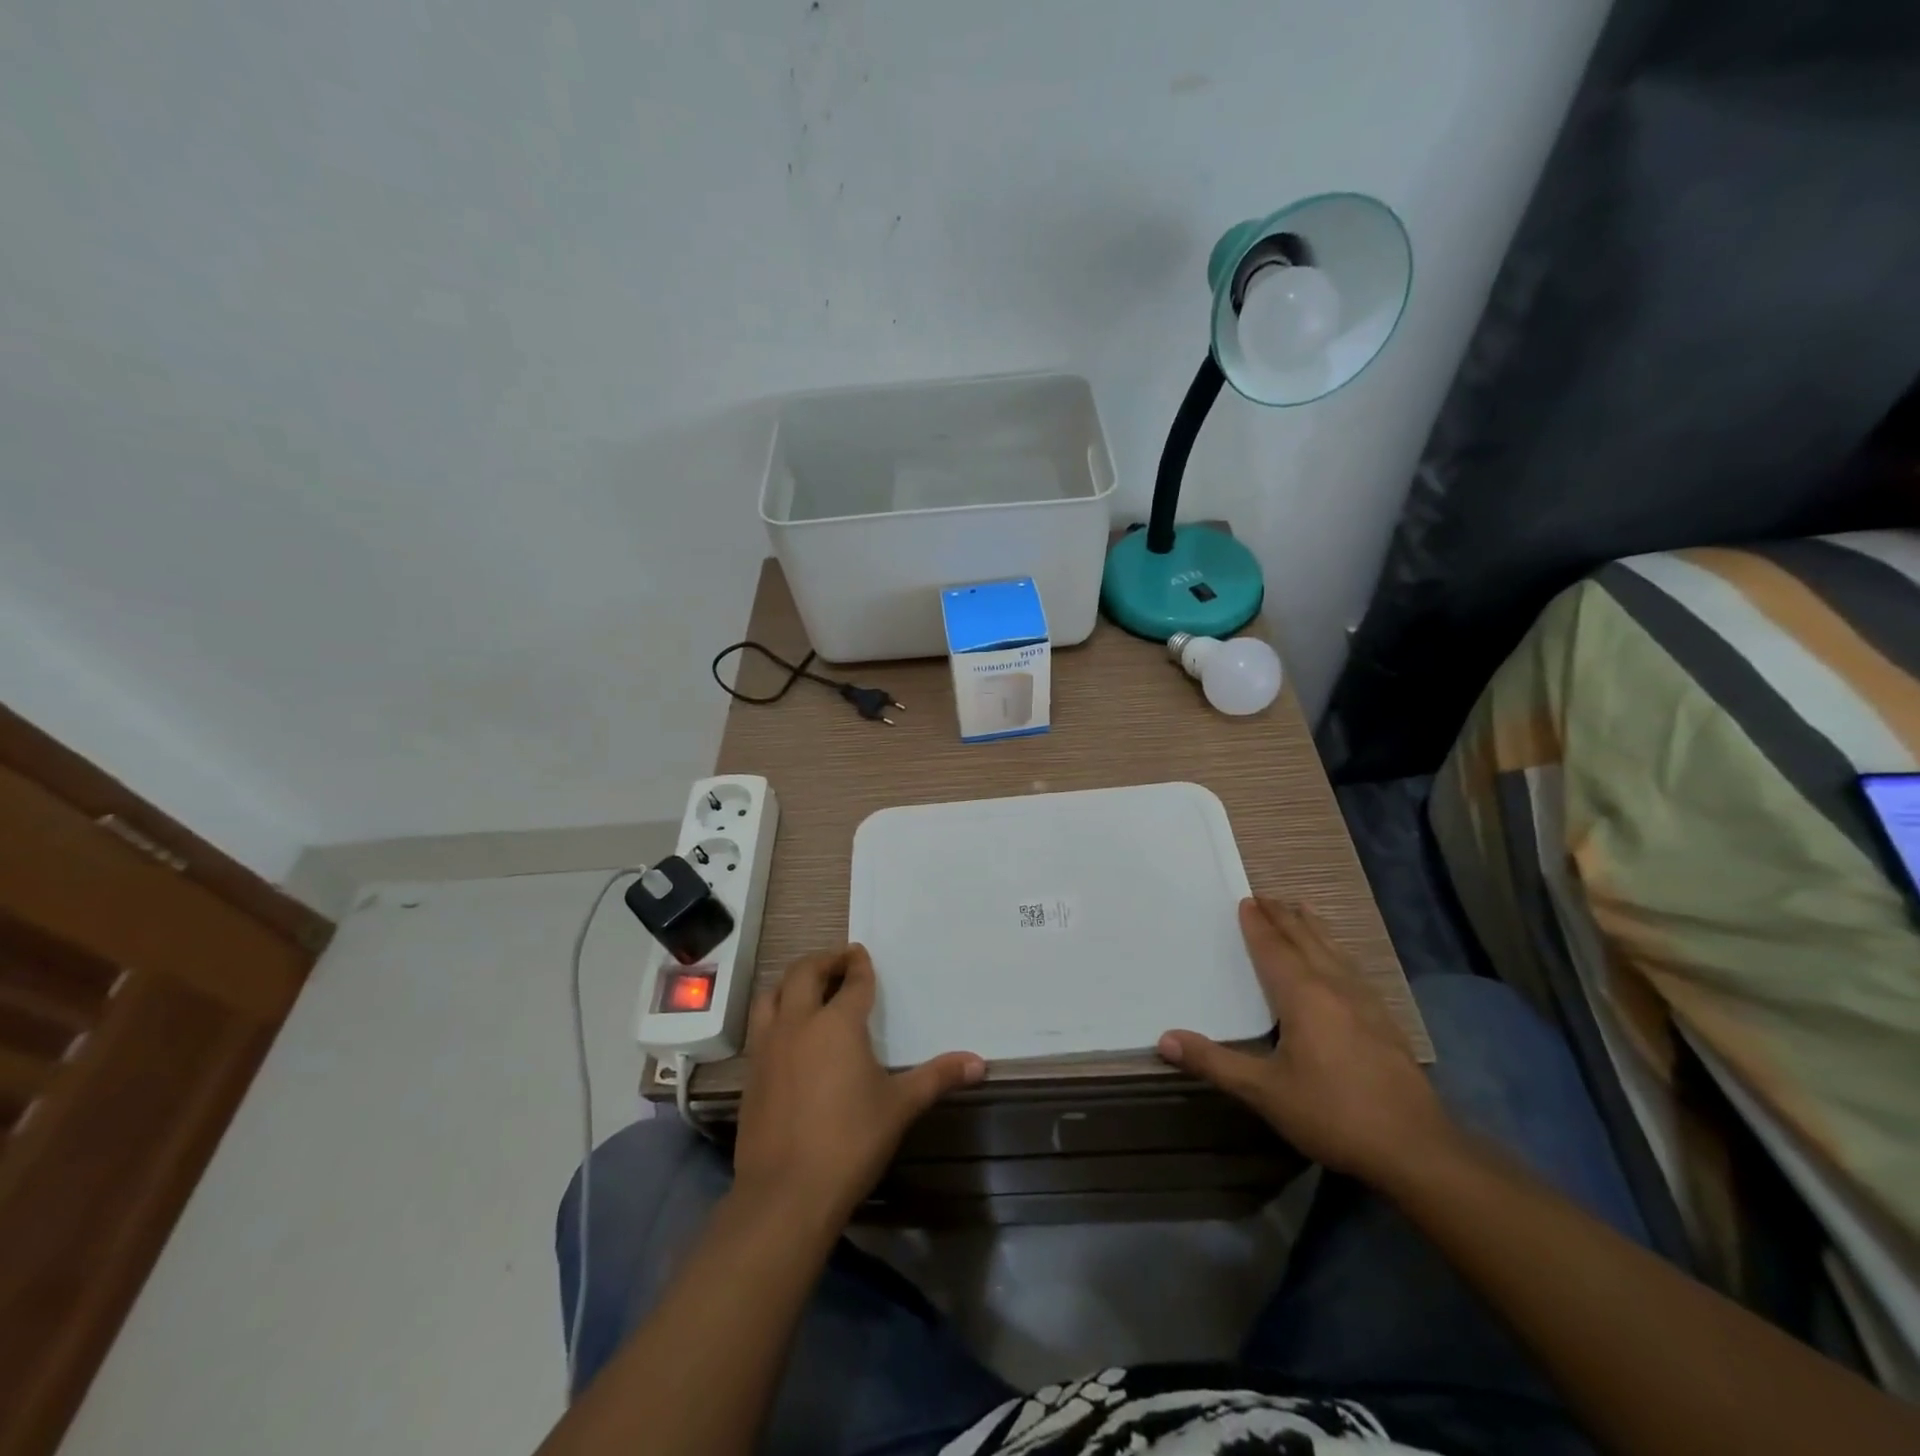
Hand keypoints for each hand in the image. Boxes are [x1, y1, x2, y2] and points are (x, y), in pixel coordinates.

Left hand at [732, 945, 984, 1226]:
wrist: (786, 1194)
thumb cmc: (850, 1142)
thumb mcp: (900, 1107)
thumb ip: (937, 1077)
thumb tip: (979, 1062)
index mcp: (837, 1024)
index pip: (852, 982)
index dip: (860, 966)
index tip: (862, 955)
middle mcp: (799, 1023)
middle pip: (805, 974)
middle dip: (824, 961)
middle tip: (840, 960)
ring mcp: (769, 1047)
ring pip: (773, 994)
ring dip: (792, 982)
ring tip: (809, 987)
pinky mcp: (751, 1073)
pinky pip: (761, 1025)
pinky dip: (775, 1012)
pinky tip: (790, 1032)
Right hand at [1158, 898, 1455, 1189]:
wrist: (1415, 1149)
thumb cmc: (1332, 1113)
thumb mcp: (1264, 1092)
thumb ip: (1214, 1062)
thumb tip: (1164, 1039)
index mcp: (1303, 996)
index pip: (1274, 950)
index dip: (1258, 925)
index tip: (1246, 901)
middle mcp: (1335, 988)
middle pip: (1307, 941)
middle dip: (1284, 917)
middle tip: (1266, 896)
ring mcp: (1367, 1004)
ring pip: (1335, 952)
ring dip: (1313, 928)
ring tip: (1302, 910)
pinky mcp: (1386, 1023)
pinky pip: (1354, 969)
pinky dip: (1337, 952)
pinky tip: (1341, 963)